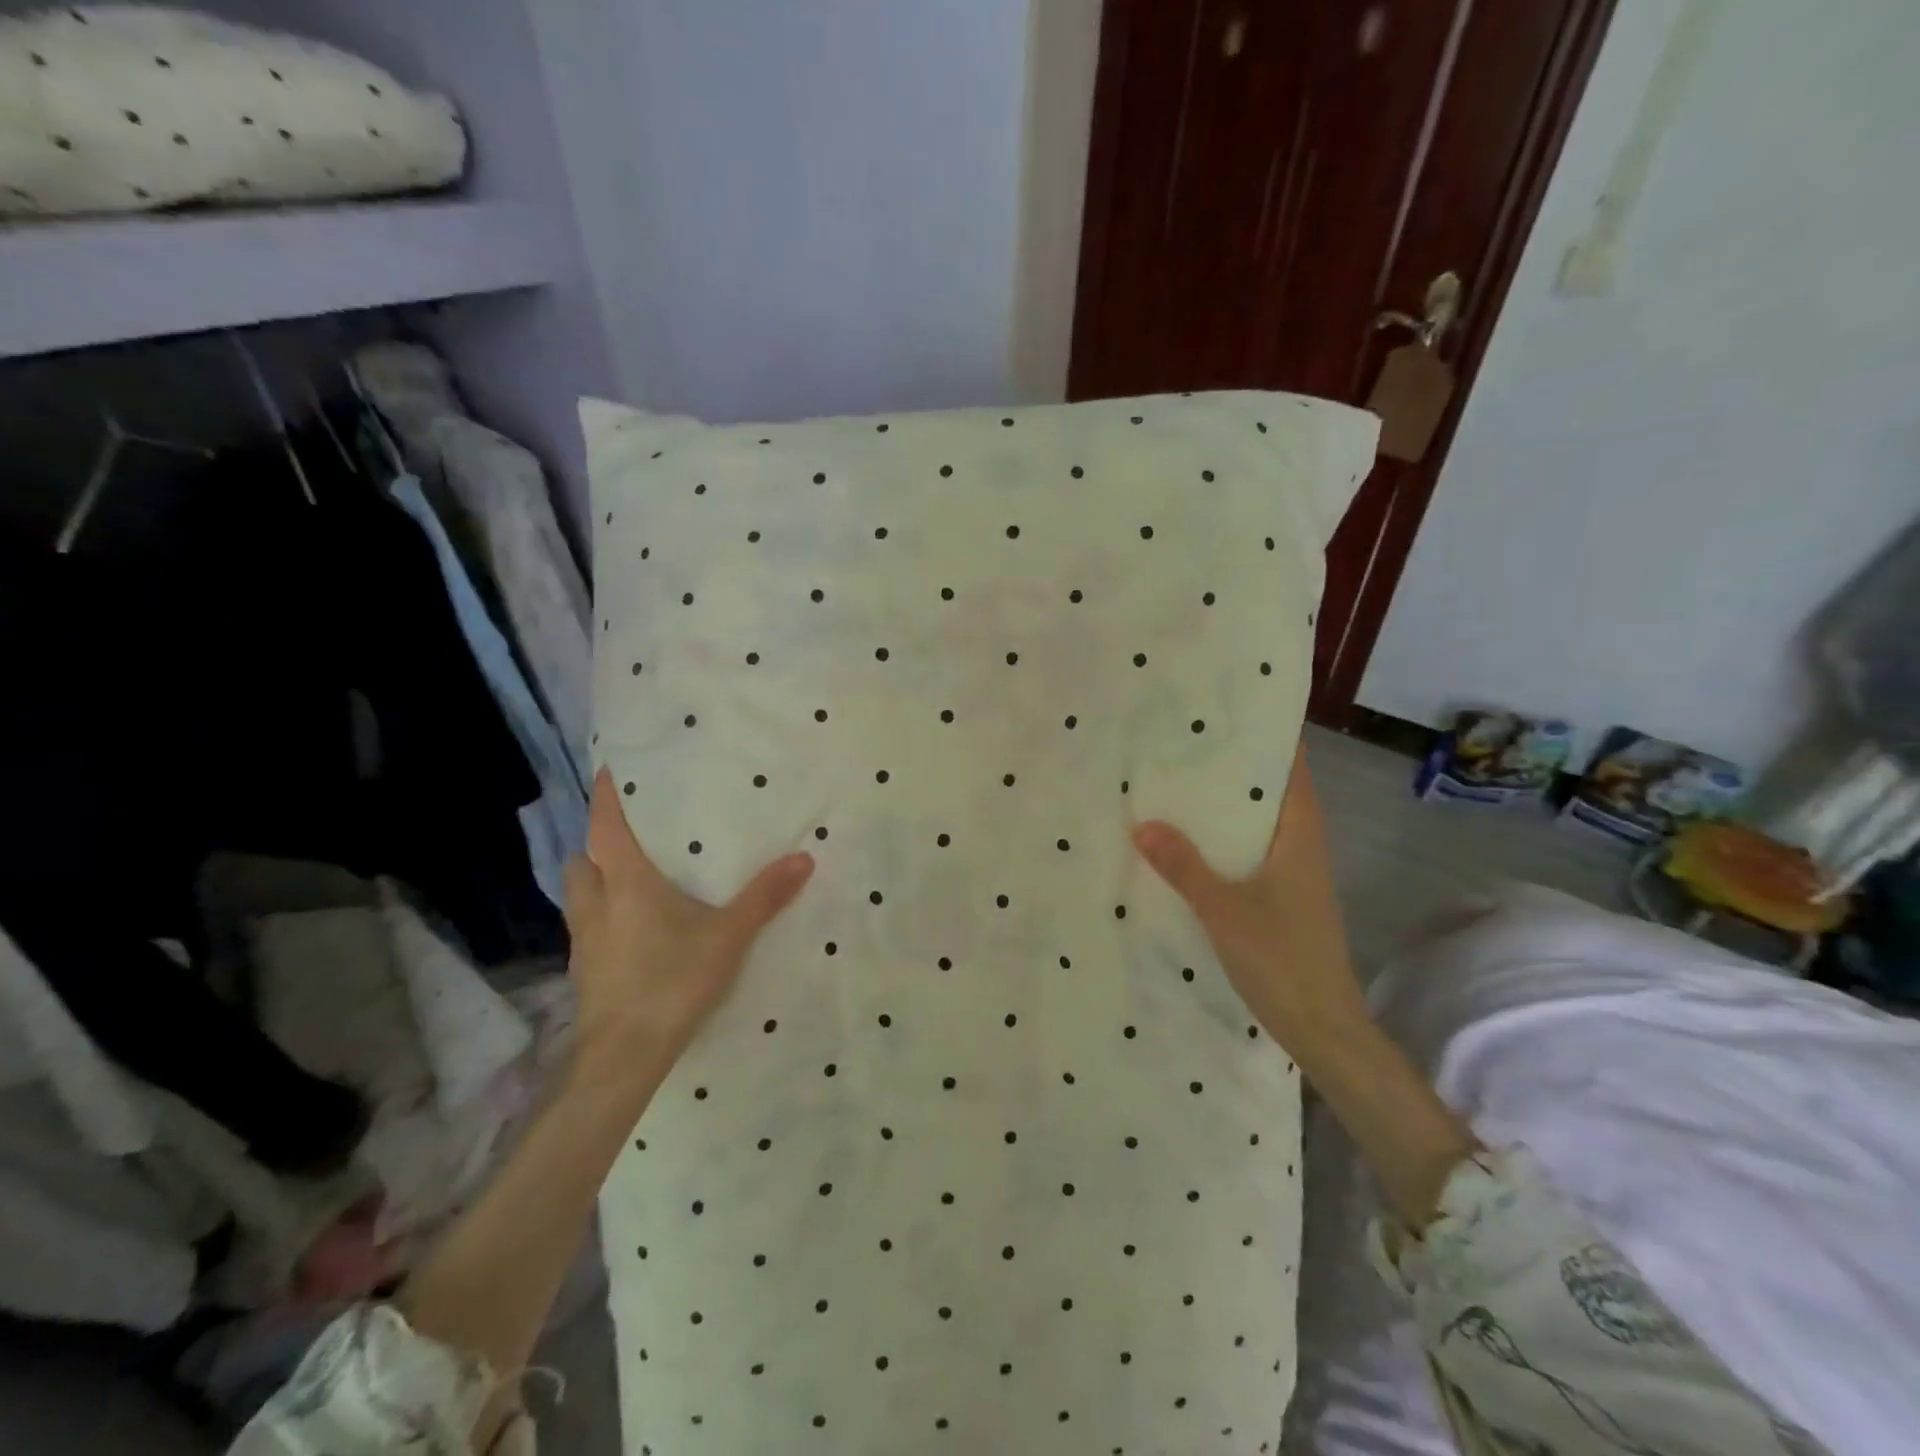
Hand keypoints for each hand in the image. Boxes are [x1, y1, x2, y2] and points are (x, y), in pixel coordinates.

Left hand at [562, 769, 814, 1081]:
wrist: (625, 1056)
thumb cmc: (673, 981)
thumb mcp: (729, 935)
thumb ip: (765, 896)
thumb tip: (805, 857)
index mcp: (626, 884)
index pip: (605, 827)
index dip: (604, 796)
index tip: (607, 770)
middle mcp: (596, 905)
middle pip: (582, 861)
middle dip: (595, 845)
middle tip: (625, 837)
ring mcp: (584, 942)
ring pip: (578, 897)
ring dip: (594, 882)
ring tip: (626, 883)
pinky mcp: (585, 974)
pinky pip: (586, 931)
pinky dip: (601, 919)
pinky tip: (628, 935)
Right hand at [1133, 745, 1370, 1068]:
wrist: (1322, 1026)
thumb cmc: (1282, 958)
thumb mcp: (1224, 910)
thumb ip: (1183, 866)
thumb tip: (1142, 823)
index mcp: (1299, 834)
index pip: (1290, 768)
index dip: (1265, 736)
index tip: (1225, 711)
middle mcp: (1300, 844)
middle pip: (1269, 790)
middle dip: (1232, 766)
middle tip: (1183, 742)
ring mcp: (1292, 872)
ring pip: (1257, 822)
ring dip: (1225, 804)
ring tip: (1176, 782)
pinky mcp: (1281, 896)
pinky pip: (1249, 851)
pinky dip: (1222, 838)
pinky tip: (1186, 842)